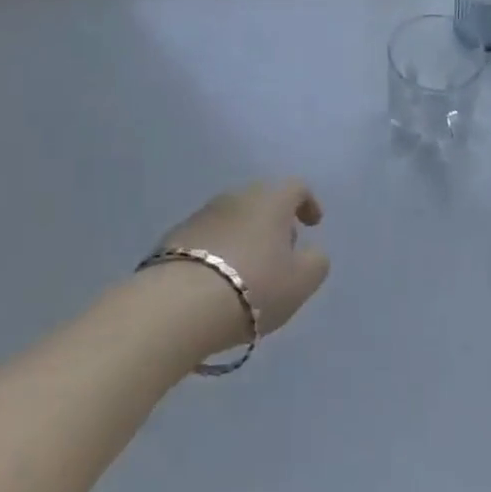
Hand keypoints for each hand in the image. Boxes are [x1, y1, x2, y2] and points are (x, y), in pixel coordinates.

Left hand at [153, 180, 330, 351]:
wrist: (179, 304)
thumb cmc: (253, 287)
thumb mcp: (301, 281)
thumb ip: (316, 261)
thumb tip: (311, 251)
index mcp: (271, 200)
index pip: (296, 187)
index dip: (308, 203)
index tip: (313, 224)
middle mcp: (236, 197)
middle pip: (262, 200)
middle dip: (275, 222)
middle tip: (281, 251)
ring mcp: (202, 214)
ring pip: (233, 218)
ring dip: (245, 237)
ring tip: (248, 271)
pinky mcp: (174, 237)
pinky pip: (207, 238)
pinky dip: (219, 251)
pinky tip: (218, 281)